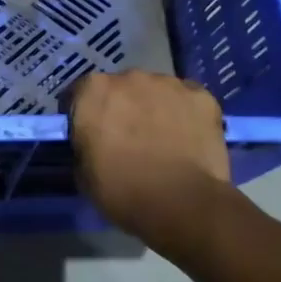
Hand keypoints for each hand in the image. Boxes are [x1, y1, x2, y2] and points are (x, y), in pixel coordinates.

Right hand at [69, 71, 231, 246]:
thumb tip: (92, 143)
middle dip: (122, 107)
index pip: (80, 94)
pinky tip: (189, 139)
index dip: (84, 115)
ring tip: (163, 139)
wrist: (183, 205)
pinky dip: (186, 114)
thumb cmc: (124, 191)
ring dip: (154, 107)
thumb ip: (84, 145)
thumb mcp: (84, 173)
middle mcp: (129, 76)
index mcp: (93, 90)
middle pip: (121, 87)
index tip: (90, 135)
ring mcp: (168, 83)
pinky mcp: (201, 95)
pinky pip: (187, 100)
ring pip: (156, 91)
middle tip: (129, 138)